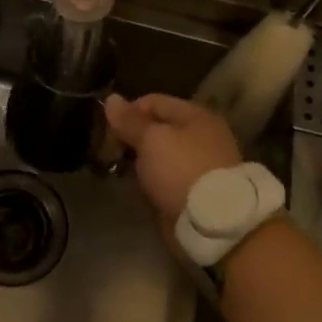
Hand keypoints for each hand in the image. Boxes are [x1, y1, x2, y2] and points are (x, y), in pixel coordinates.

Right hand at [103, 92, 242, 223]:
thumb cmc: (181, 169)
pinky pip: (164, 178)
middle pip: (156, 129)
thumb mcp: (151, 139)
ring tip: (117, 170)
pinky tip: (135, 187)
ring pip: (159, 155)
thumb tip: (111, 98)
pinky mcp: (193, 191)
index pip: (153, 102)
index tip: (108, 131)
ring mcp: (198, 165)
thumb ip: (130, 121)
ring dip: (138, 162)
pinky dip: (149, 181)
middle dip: (131, 138)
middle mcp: (199, 136)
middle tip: (109, 153)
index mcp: (195, 116)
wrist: (212, 222)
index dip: (128, 113)